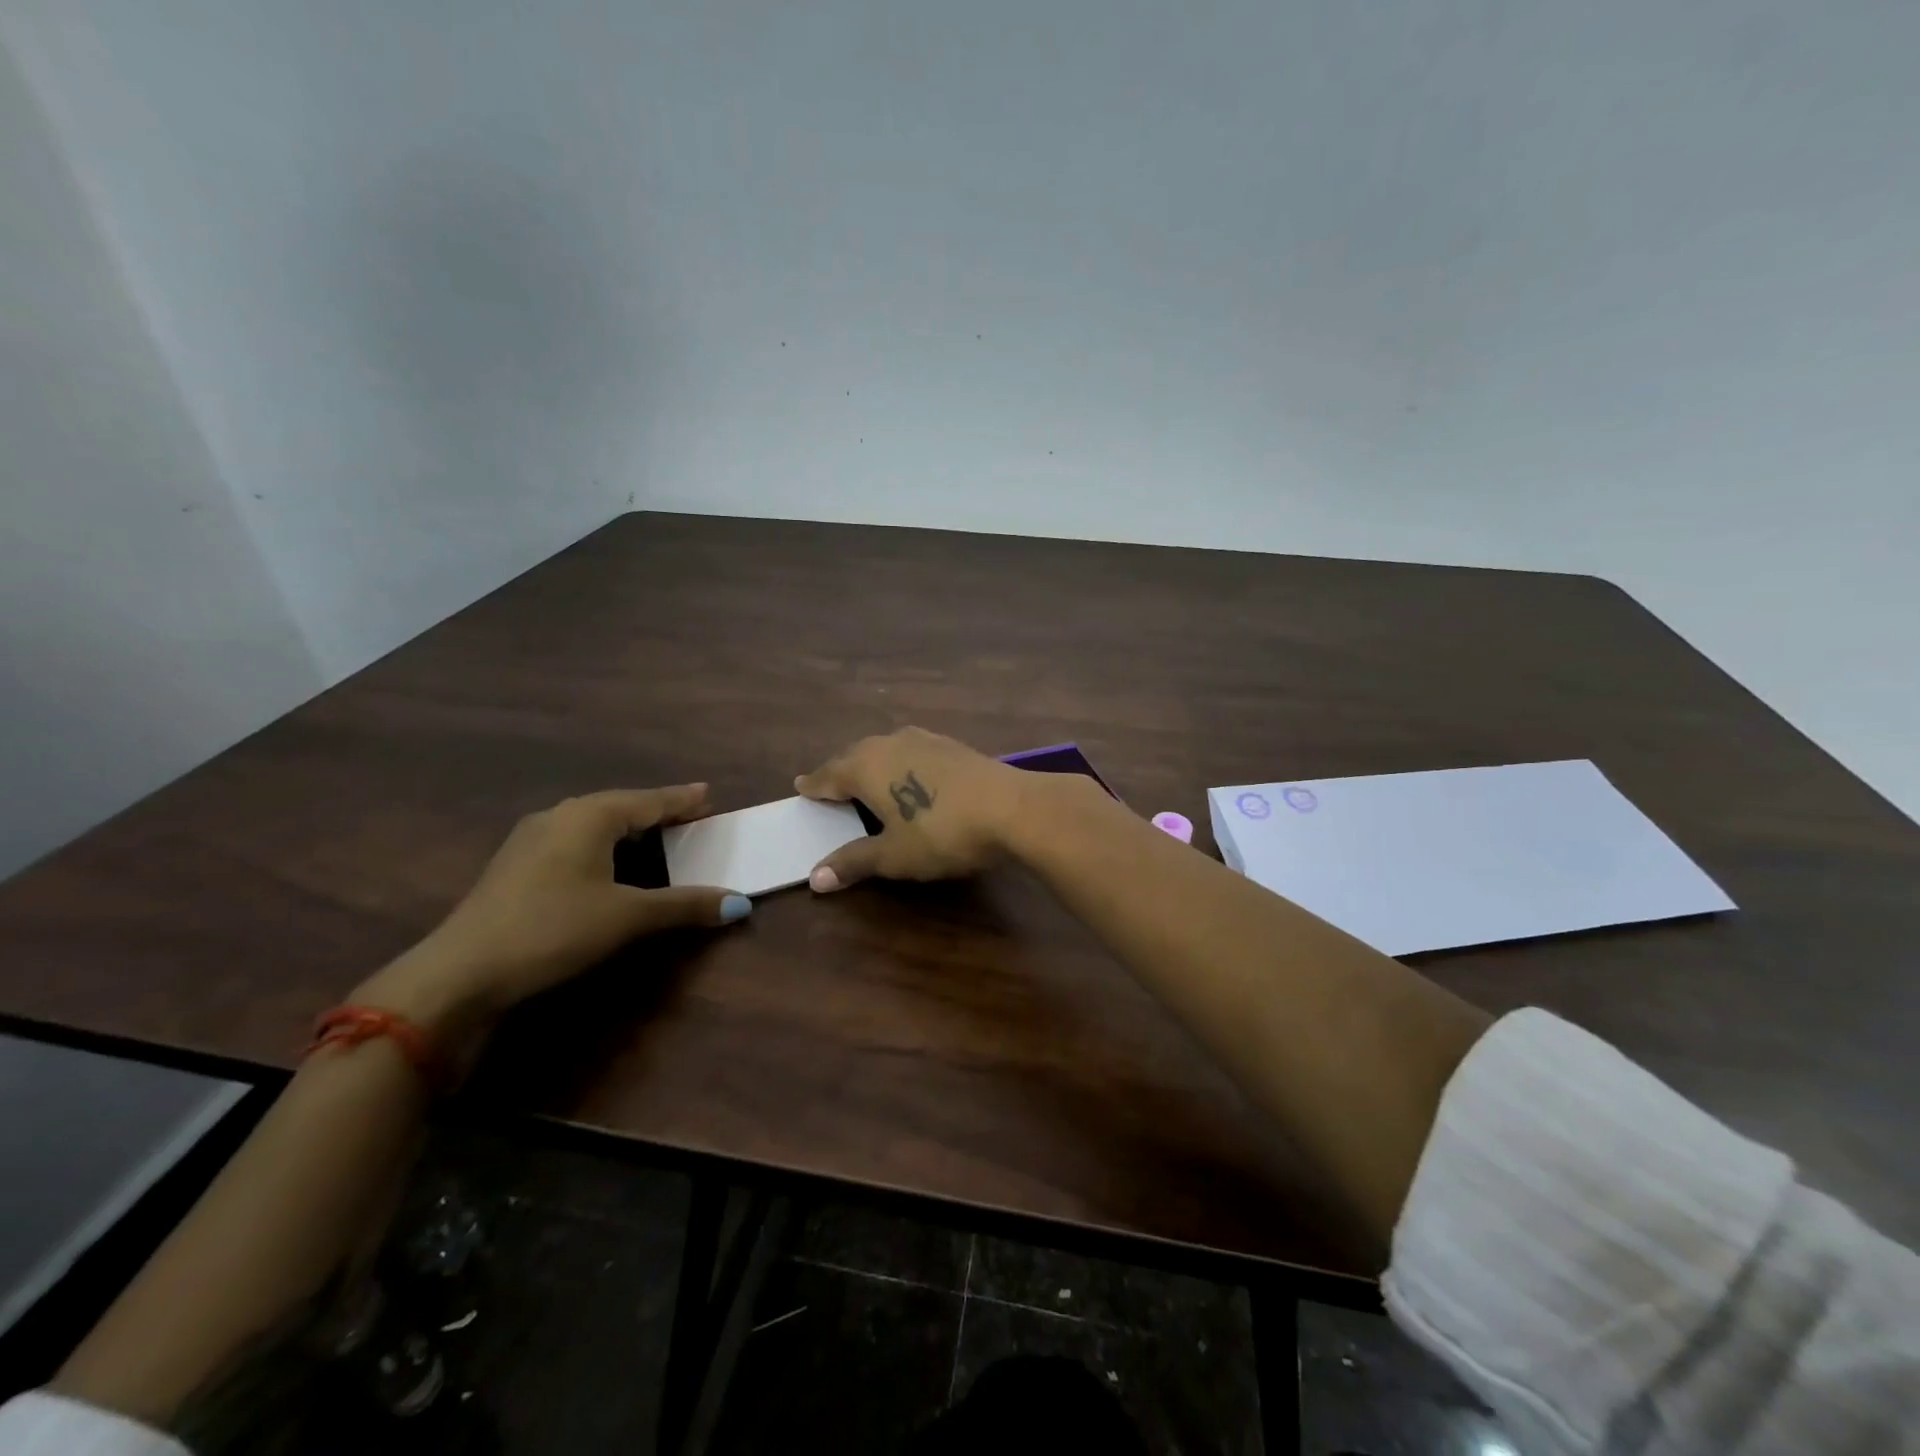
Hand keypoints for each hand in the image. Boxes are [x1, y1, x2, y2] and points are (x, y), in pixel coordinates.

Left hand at [357, 786, 749, 1029]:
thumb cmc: (553, 929)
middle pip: (621, 806)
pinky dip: (602, 844)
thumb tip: (740, 903)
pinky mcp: (515, 865)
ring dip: (627, 827)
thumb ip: (685, 905)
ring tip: (654, 834)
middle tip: (689, 814)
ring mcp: (531, 839)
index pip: (649, 800)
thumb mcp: (627, 916)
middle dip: (656, 810)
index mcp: (590, 815)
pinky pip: (573, 840)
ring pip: (593, 822)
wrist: (460, 971)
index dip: (682, 800)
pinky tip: (605, 862)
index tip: (709, 795)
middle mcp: (560, 815)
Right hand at [795, 727, 1042, 890]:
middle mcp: (889, 743)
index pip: (828, 775)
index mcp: (865, 766)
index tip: (801, 788)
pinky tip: (911, 776)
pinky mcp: (951, 744)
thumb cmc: (942, 833)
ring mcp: (923, 739)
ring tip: (868, 781)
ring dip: (872, 765)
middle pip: (854, 756)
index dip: (814, 786)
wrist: (1013, 808)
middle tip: (831, 788)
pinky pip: (911, 751)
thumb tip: (815, 878)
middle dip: (841, 773)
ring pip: (885, 749)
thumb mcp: (894, 855)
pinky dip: (900, 764)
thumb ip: (854, 861)